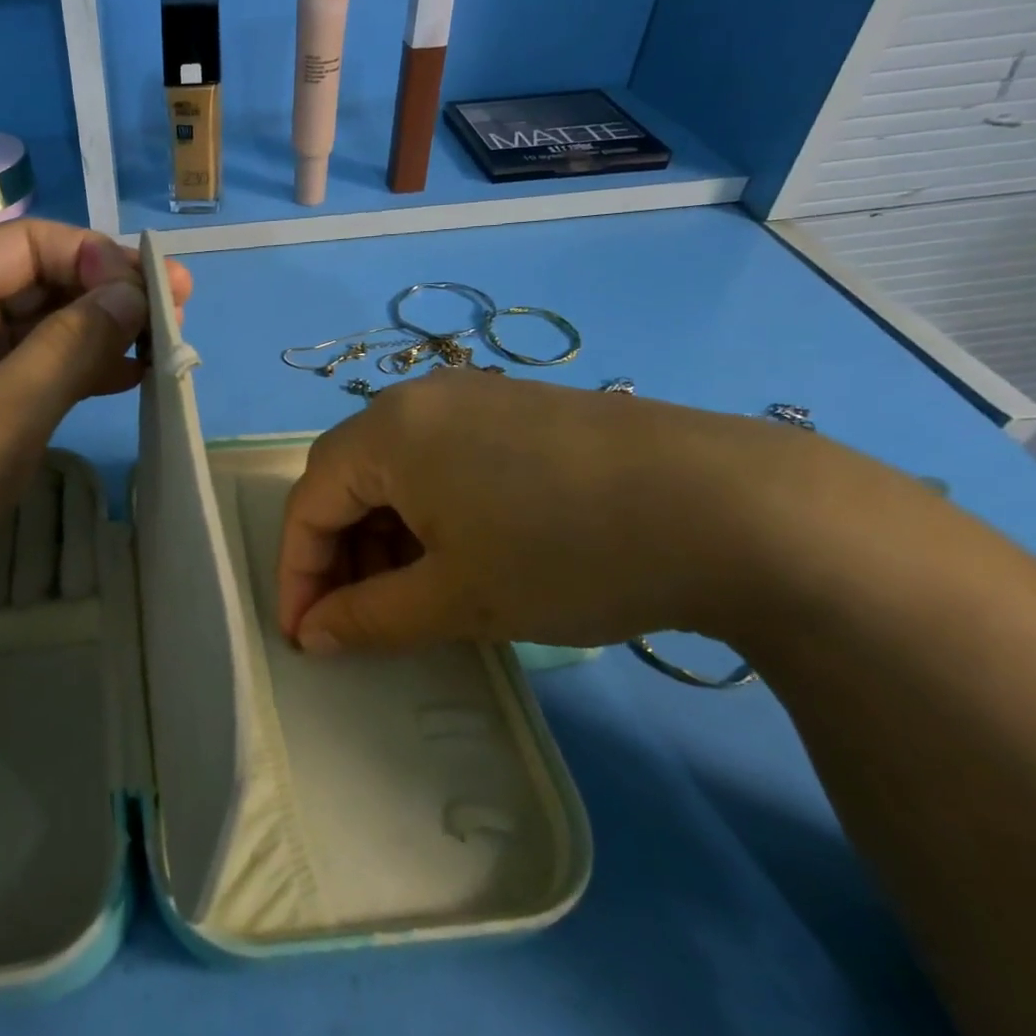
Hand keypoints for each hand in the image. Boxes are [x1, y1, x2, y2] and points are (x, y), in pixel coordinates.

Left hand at [0, 220, 191, 600]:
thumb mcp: (4, 411)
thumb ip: (72, 346)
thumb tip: (132, 294)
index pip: (32, 245)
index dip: (98, 260)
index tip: (158, 292)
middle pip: (36, 282)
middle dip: (105, 296)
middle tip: (177, 315)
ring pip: (36, 329)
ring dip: (96, 335)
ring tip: (162, 347)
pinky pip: (25, 369)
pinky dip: (71, 372)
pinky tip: (123, 378)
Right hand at [276, 369, 892, 654]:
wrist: (737, 509)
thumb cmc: (566, 553)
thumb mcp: (456, 599)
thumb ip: (368, 619)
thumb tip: (312, 638)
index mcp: (387, 431)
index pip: (309, 503)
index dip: (298, 574)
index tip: (304, 637)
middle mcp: (419, 399)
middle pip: (349, 481)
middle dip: (340, 555)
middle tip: (357, 619)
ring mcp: (475, 397)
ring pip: (398, 472)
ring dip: (386, 536)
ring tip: (412, 594)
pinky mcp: (520, 409)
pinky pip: (444, 460)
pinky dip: (432, 513)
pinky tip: (465, 555)